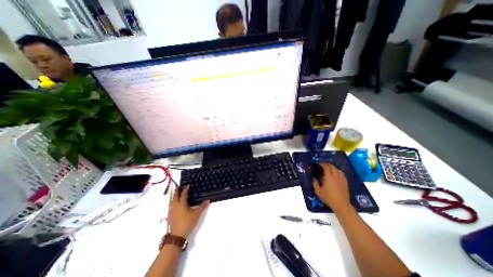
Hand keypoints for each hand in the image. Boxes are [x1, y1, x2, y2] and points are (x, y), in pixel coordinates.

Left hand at [168, 185, 209, 238]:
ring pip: (172, 201)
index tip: (188, 185)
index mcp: (181, 203)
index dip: (186, 189)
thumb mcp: (197, 214)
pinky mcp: (170, 216)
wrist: (177, 236)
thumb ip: (202, 207)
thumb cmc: (187, 222)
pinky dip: (173, 202)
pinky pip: (171, 206)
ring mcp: (171, 211)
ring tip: (177, 194)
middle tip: (179, 187)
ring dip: (174, 196)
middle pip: (175, 196)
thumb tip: (208, 200)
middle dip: (177, 191)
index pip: (183, 194)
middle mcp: (175, 206)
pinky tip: (175, 205)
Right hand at [312, 164, 350, 211]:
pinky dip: (338, 172)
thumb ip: (315, 183)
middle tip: (323, 165)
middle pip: (332, 167)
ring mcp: (341, 179)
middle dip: (327, 164)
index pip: (326, 167)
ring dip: (333, 167)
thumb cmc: (328, 198)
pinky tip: (336, 174)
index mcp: (328, 177)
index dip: (322, 164)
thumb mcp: (318, 191)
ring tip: (329, 169)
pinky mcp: (345, 182)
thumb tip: (314, 178)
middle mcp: (335, 176)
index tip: (318, 164)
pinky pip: (342, 174)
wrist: (341, 205)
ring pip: (338, 169)